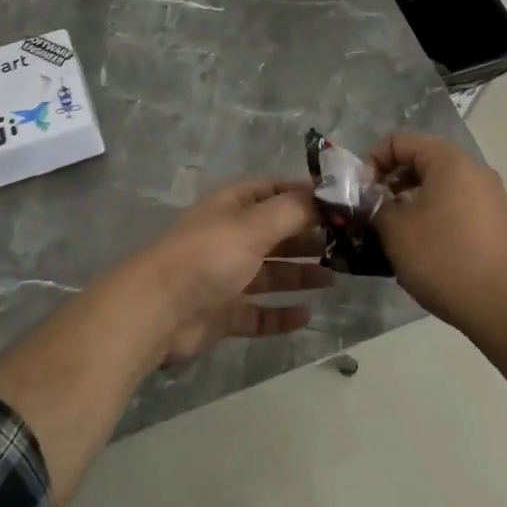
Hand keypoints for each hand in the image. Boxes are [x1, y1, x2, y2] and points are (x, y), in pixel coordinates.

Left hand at [103, 179, 330, 365]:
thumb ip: (293, 211)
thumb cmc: (208, 256)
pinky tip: (306, 316)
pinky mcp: (223, 313)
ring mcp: (226, 277)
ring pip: (271, 273)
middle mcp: (230, 237)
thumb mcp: (254, 225)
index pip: (274, 190)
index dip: (304, 194)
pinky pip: (259, 313)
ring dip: (301, 274)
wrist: (157, 311)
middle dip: (309, 236)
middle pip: (276, 233)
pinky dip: (281, 315)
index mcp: (233, 207)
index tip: (341, 202)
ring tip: (337, 276)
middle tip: (349, 244)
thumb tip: (326, 195)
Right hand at [368, 132, 506, 329]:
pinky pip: (458, 204)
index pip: (400, 141)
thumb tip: (370, 196)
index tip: (362, 192)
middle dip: (393, 181)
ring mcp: (491, 196)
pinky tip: (425, 245)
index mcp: (449, 161)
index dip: (373, 161)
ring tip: (397, 230)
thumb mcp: (394, 229)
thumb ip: (374, 203)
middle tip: (375, 210)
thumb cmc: (441, 258)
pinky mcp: (498, 221)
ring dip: (413, 199)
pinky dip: (436, 213)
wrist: (500, 305)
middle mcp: (475, 169)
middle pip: (422, 160)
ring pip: (441, 184)